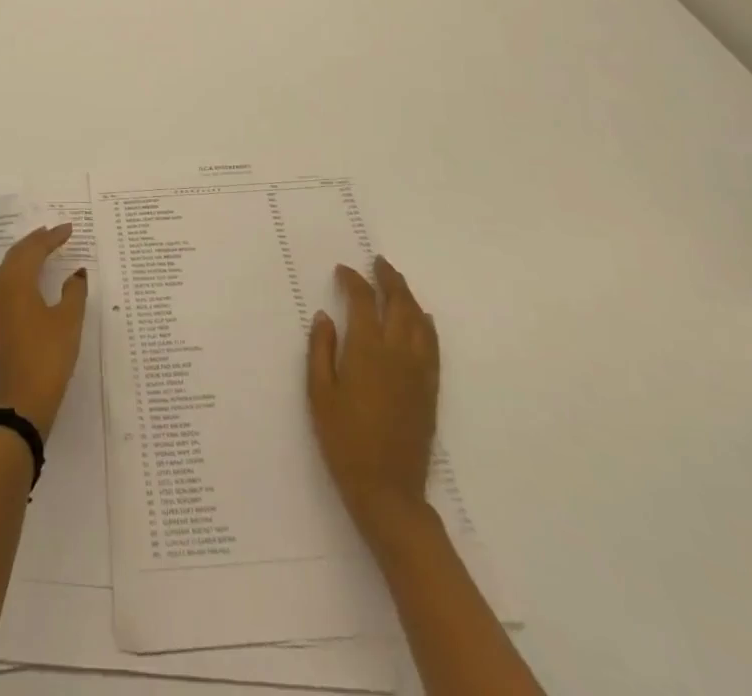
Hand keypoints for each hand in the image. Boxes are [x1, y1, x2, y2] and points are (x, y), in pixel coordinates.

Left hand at [0, 224, 89, 438]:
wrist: (19, 405)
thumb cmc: (47, 358)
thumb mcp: (68, 322)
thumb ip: (74, 292)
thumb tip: (77, 272)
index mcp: (16, 282)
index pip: (34, 249)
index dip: (53, 237)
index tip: (69, 228)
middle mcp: (0, 289)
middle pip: (17, 255)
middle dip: (36, 241)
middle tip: (54, 232)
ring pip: (9, 269)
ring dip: (26, 255)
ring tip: (44, 248)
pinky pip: (6, 284)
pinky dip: (20, 272)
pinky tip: (31, 279)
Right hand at [307, 255, 439, 532]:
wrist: (387, 489)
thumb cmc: (344, 439)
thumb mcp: (319, 393)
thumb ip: (321, 349)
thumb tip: (326, 316)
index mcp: (367, 350)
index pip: (364, 301)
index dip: (354, 280)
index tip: (343, 270)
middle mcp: (398, 353)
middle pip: (399, 304)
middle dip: (389, 279)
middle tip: (378, 262)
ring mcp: (419, 371)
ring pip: (419, 321)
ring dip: (408, 297)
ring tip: (397, 283)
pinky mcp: (430, 389)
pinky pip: (432, 345)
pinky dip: (426, 324)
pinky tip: (421, 319)